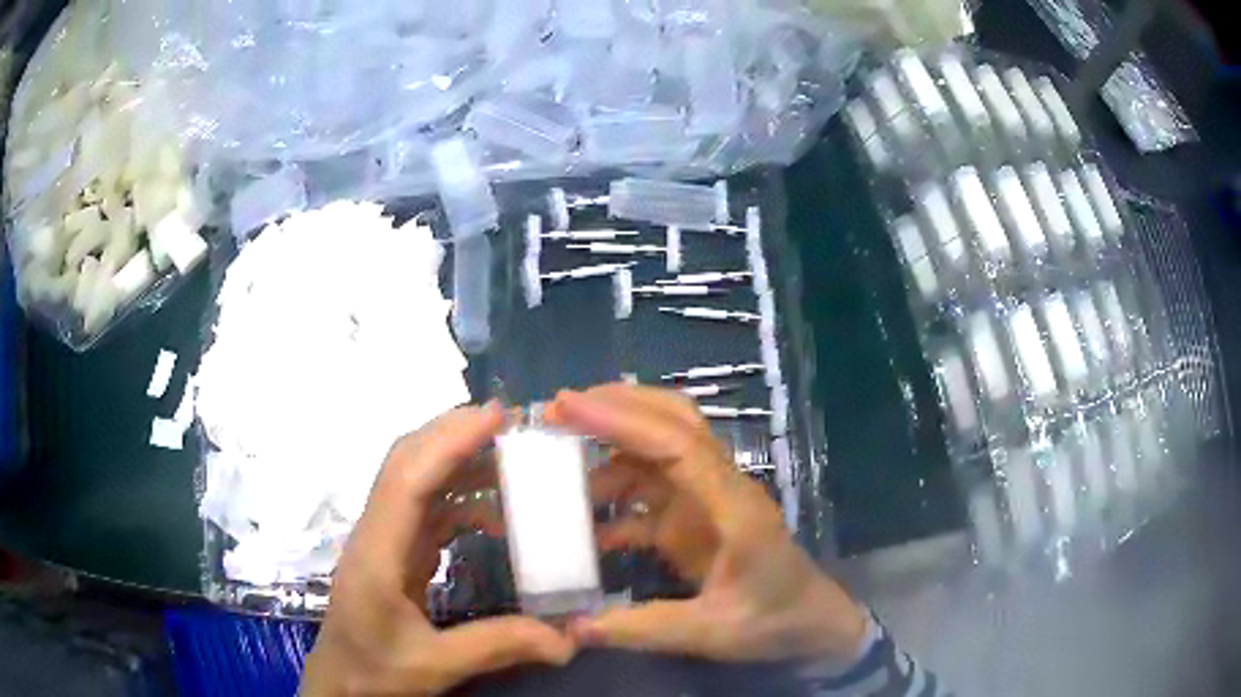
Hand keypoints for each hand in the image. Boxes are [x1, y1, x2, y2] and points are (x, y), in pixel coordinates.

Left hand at [302, 404, 575, 695]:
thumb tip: (569, 639)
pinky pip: (427, 509)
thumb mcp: (435, 666)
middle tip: (511, 424)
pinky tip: (495, 514)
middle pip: (406, 463)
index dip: (449, 442)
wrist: (340, 683)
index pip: (408, 480)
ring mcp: (384, 539)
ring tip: (512, 460)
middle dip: (454, 433)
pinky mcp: (395, 551)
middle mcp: (376, 533)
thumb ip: (497, 646)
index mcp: (377, 554)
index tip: (497, 417)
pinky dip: (461, 499)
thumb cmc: (375, 672)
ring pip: (417, 480)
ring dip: (459, 461)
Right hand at [546, 384, 866, 663]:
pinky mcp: (695, 520)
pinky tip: (584, 523)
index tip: (566, 406)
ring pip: (657, 453)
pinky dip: (615, 498)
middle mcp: (719, 488)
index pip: (677, 444)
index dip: (622, 420)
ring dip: (609, 451)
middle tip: (557, 409)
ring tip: (556, 464)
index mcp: (732, 505)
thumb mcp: (711, 632)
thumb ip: (643, 629)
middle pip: (673, 422)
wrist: (811, 624)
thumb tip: (572, 628)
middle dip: (617, 406)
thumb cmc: (773, 620)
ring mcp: (707, 501)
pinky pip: (649, 495)